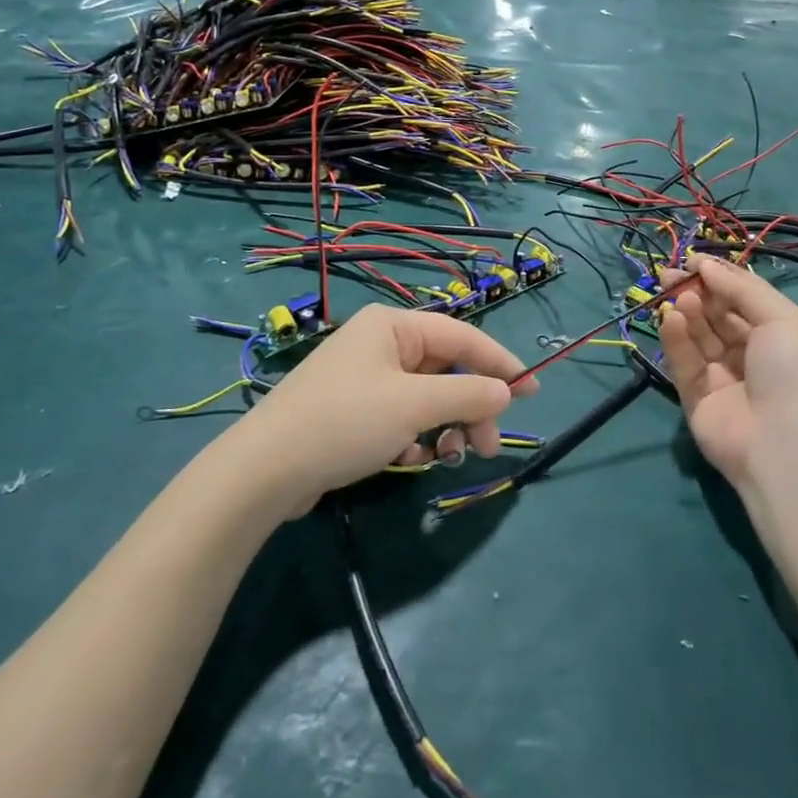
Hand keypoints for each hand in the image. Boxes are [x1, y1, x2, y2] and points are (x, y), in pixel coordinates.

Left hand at [238, 305, 538, 514]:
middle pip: (446, 370)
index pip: (461, 336)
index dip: (500, 363)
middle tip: (485, 447)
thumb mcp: (413, 407)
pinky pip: (402, 417)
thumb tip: (505, 393)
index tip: (532, 390)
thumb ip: (467, 396)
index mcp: (393, 326)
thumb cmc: (344, 422)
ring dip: (445, 425)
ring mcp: (365, 379)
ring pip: (426, 397)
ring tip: (448, 457)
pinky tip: (407, 460)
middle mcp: (380, 344)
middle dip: (470, 406)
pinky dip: (414, 437)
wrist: (264, 472)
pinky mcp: (354, 412)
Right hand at [660, 254, 797, 489]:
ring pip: (698, 337)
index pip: (744, 301)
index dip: (720, 279)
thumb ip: (742, 289)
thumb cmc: (794, 373)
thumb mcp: (782, 319)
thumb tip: (706, 264)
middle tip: (670, 273)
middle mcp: (752, 356)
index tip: (694, 261)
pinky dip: (676, 340)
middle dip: (695, 292)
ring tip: (677, 295)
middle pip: (716, 316)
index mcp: (781, 337)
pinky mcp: (696, 398)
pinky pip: (684, 363)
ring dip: (687, 312)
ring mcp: (723, 379)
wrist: (784, 445)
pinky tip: (671, 318)